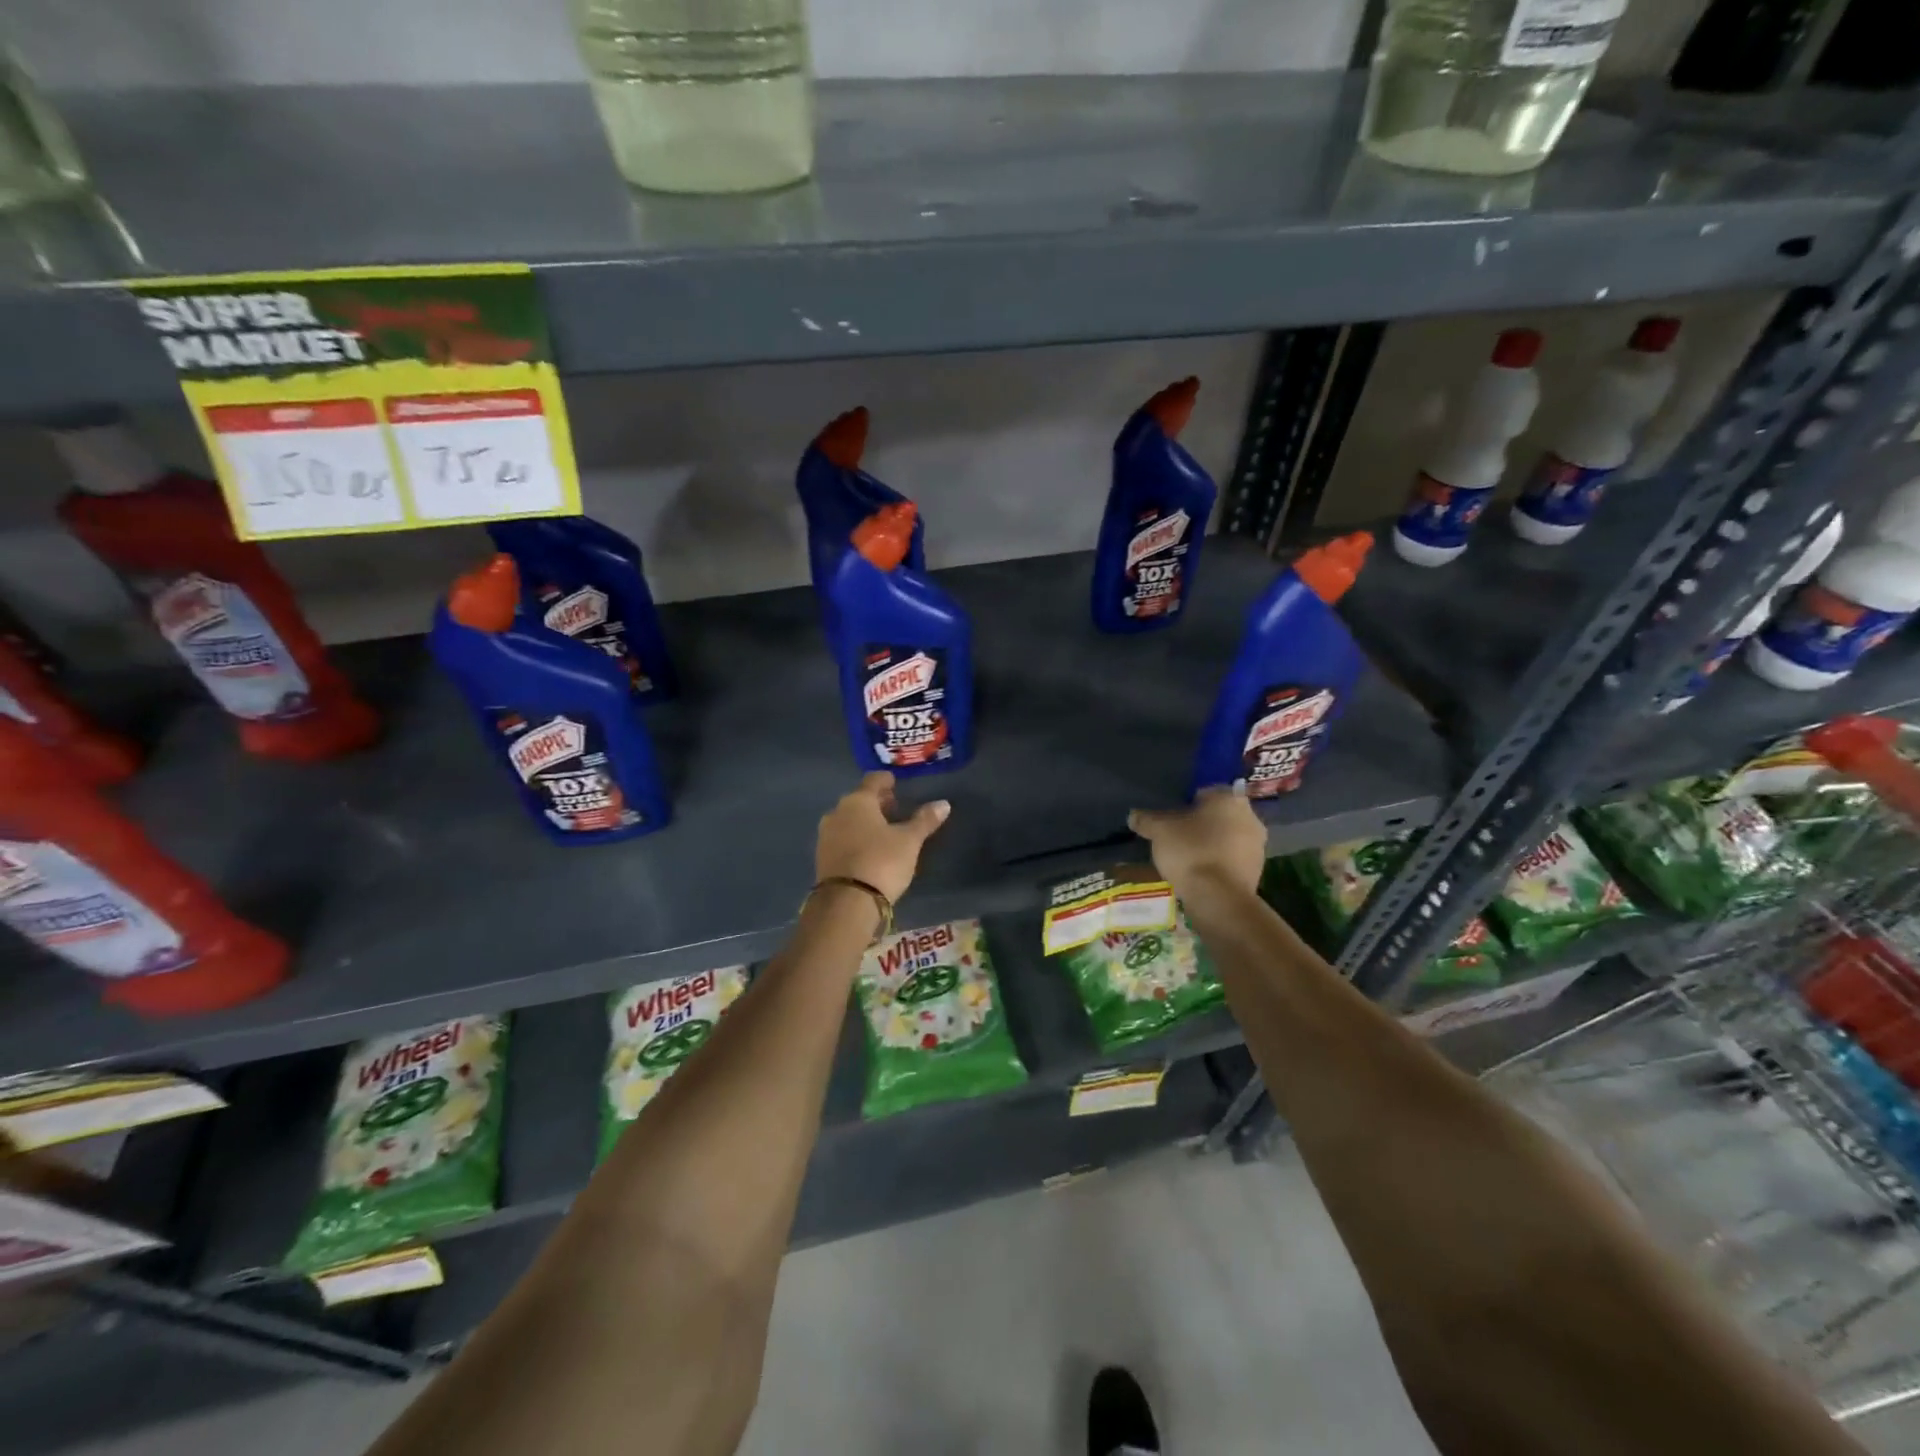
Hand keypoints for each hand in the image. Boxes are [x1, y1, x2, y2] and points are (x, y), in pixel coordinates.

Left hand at [815, 772, 950, 903]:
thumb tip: (943, 804)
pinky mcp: (822, 857)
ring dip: (865, 821)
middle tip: (894, 808)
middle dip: (876, 802)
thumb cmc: (882, 862)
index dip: (886, 780)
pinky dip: (856, 838)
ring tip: (884, 830)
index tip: (895, 783)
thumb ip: (924, 820)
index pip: (873, 780)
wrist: (847, 903)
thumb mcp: (909, 841)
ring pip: (848, 819)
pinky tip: (869, 849)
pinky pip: (842, 838)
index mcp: (858, 801)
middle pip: (859, 800)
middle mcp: (837, 812)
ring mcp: (826, 835)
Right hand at [1128, 786, 1265, 895]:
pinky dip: (1217, 863)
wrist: (1219, 898)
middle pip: (1217, 815)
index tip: (1170, 816)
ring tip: (1185, 857)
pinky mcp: (1257, 871)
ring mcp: (1257, 846)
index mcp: (1229, 798)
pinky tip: (1199, 873)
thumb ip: (1146, 819)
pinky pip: (1231, 860)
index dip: (1184, 802)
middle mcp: (1250, 817)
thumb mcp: (1159, 831)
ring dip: (1210, 844)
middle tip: (1176, 836)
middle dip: (1199, 824)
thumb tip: (1134, 815)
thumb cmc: (1190, 852)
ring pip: (1227, 838)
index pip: (1204, 792)